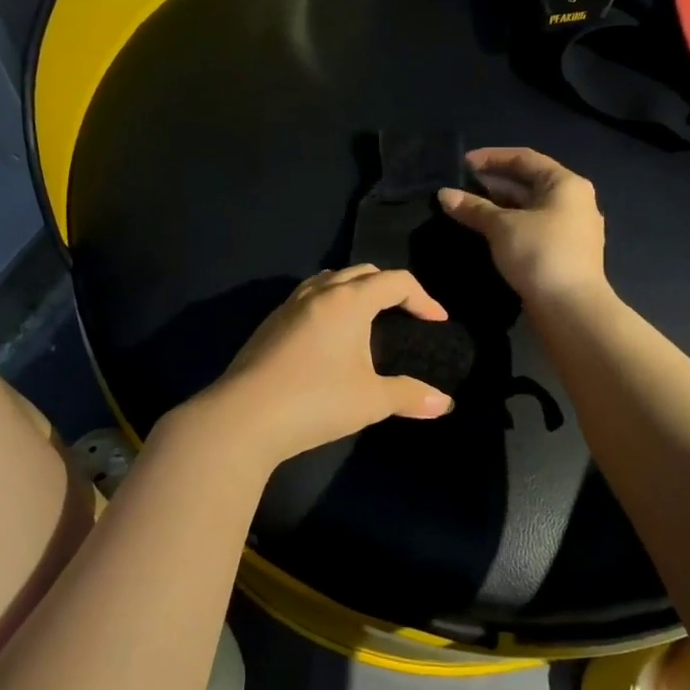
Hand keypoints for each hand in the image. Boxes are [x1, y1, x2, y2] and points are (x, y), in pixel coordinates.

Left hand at [192, 266, 454, 466]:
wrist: (244, 417)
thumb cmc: (315, 401)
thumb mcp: (370, 400)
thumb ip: (409, 396)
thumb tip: (446, 403)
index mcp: (348, 300)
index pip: (394, 281)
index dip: (422, 297)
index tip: (437, 321)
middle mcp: (319, 293)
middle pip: (361, 273)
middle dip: (388, 287)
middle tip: (405, 314)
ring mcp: (289, 305)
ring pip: (329, 280)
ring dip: (354, 289)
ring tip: (366, 317)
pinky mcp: (269, 323)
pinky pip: (307, 298)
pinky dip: (329, 303)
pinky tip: (328, 335)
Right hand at [439, 147, 607, 304]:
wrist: (571, 309)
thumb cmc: (540, 254)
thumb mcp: (502, 227)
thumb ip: (473, 207)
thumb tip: (444, 194)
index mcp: (566, 184)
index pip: (525, 158)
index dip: (492, 157)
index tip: (462, 163)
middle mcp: (574, 201)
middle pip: (528, 183)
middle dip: (493, 184)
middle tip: (461, 188)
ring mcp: (572, 229)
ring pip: (529, 208)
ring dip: (499, 207)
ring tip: (467, 210)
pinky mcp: (564, 253)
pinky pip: (532, 229)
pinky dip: (509, 227)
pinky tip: (487, 234)